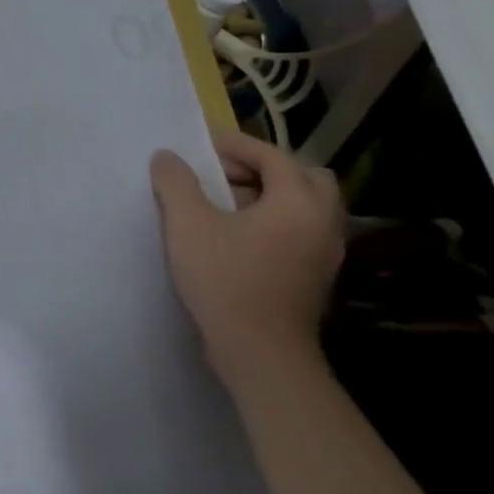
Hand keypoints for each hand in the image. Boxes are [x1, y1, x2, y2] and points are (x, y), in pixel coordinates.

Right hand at [149, 129, 344, 383]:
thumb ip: (176, 183)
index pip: (273, 156)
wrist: (259, 349)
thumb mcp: (187, 224)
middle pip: (304, 177)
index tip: (199, 145)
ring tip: (224, 202)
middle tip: (221, 173)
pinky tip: (237, 233)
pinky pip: (300, 229)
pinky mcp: (315, 274)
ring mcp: (325, 251)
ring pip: (305, 205)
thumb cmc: (225, 278)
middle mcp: (323, 222)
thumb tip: (168, 156)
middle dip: (263, 167)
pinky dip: (274, 218)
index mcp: (298, 203)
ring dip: (269, 193)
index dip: (235, 145)